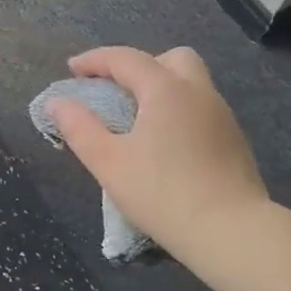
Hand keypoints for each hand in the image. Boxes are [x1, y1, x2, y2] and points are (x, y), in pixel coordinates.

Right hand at [48, 46, 267, 253]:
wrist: (231, 232)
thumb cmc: (162, 193)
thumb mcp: (108, 162)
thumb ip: (79, 128)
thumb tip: (57, 103)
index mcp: (167, 90)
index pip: (126, 59)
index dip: (95, 60)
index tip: (71, 70)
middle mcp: (199, 93)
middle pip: (171, 59)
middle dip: (139, 66)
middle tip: (116, 91)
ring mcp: (222, 117)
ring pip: (191, 84)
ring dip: (160, 89)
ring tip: (135, 120)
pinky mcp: (234, 142)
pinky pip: (200, 110)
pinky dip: (177, 112)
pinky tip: (164, 145)